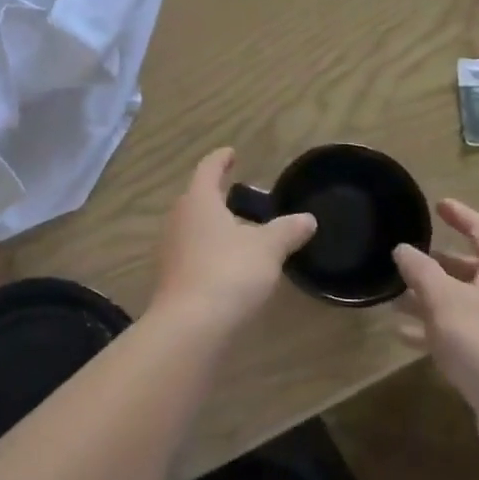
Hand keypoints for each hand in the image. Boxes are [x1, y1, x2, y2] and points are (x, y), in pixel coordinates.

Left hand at [149, 149, 316, 332]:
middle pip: (197, 198)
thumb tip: (307, 219)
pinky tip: (228, 265)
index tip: (231, 153)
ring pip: (193, 228)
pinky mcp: (171, 278)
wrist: (190, 326)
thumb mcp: (267, 249)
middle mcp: (178, 220)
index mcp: (198, 201)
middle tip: (241, 196)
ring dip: (213, 226)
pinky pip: (192, 254)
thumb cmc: (229, 273)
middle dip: (217, 196)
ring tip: (239, 232)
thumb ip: (287, 231)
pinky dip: (209, 252)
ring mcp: (170, 250)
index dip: (221, 160)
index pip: (208, 169)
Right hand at [392, 199, 478, 445]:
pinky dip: (438, 329)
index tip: (439, 205)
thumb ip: (420, 270)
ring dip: (432, 299)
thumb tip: (403, 248)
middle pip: (474, 269)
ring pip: (465, 303)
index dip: (461, 215)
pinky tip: (406, 338)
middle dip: (440, 264)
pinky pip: (465, 333)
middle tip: (410, 259)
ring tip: (397, 300)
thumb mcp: (443, 299)